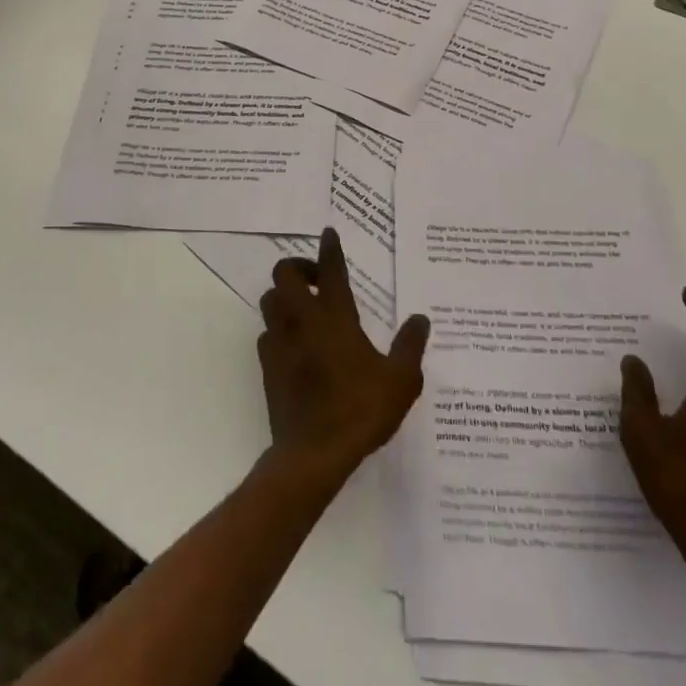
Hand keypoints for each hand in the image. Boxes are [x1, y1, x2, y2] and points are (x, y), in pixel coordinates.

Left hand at [257, 228, 429, 485]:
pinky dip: (278, 329)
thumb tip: (420, 318)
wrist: (313, 453)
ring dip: (284, 295)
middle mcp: (303, 320)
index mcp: (336, 318)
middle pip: (285, 274)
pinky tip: (294, 343)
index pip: (331, 270)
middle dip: (298, 266)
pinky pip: (266, 333)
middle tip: (318, 280)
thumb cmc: (360, 410)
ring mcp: (280, 342)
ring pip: (269, 300)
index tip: (329, 232)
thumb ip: (410, 346)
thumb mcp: (401, 381)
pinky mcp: (267, 365)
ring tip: (305, 308)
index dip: (330, 248)